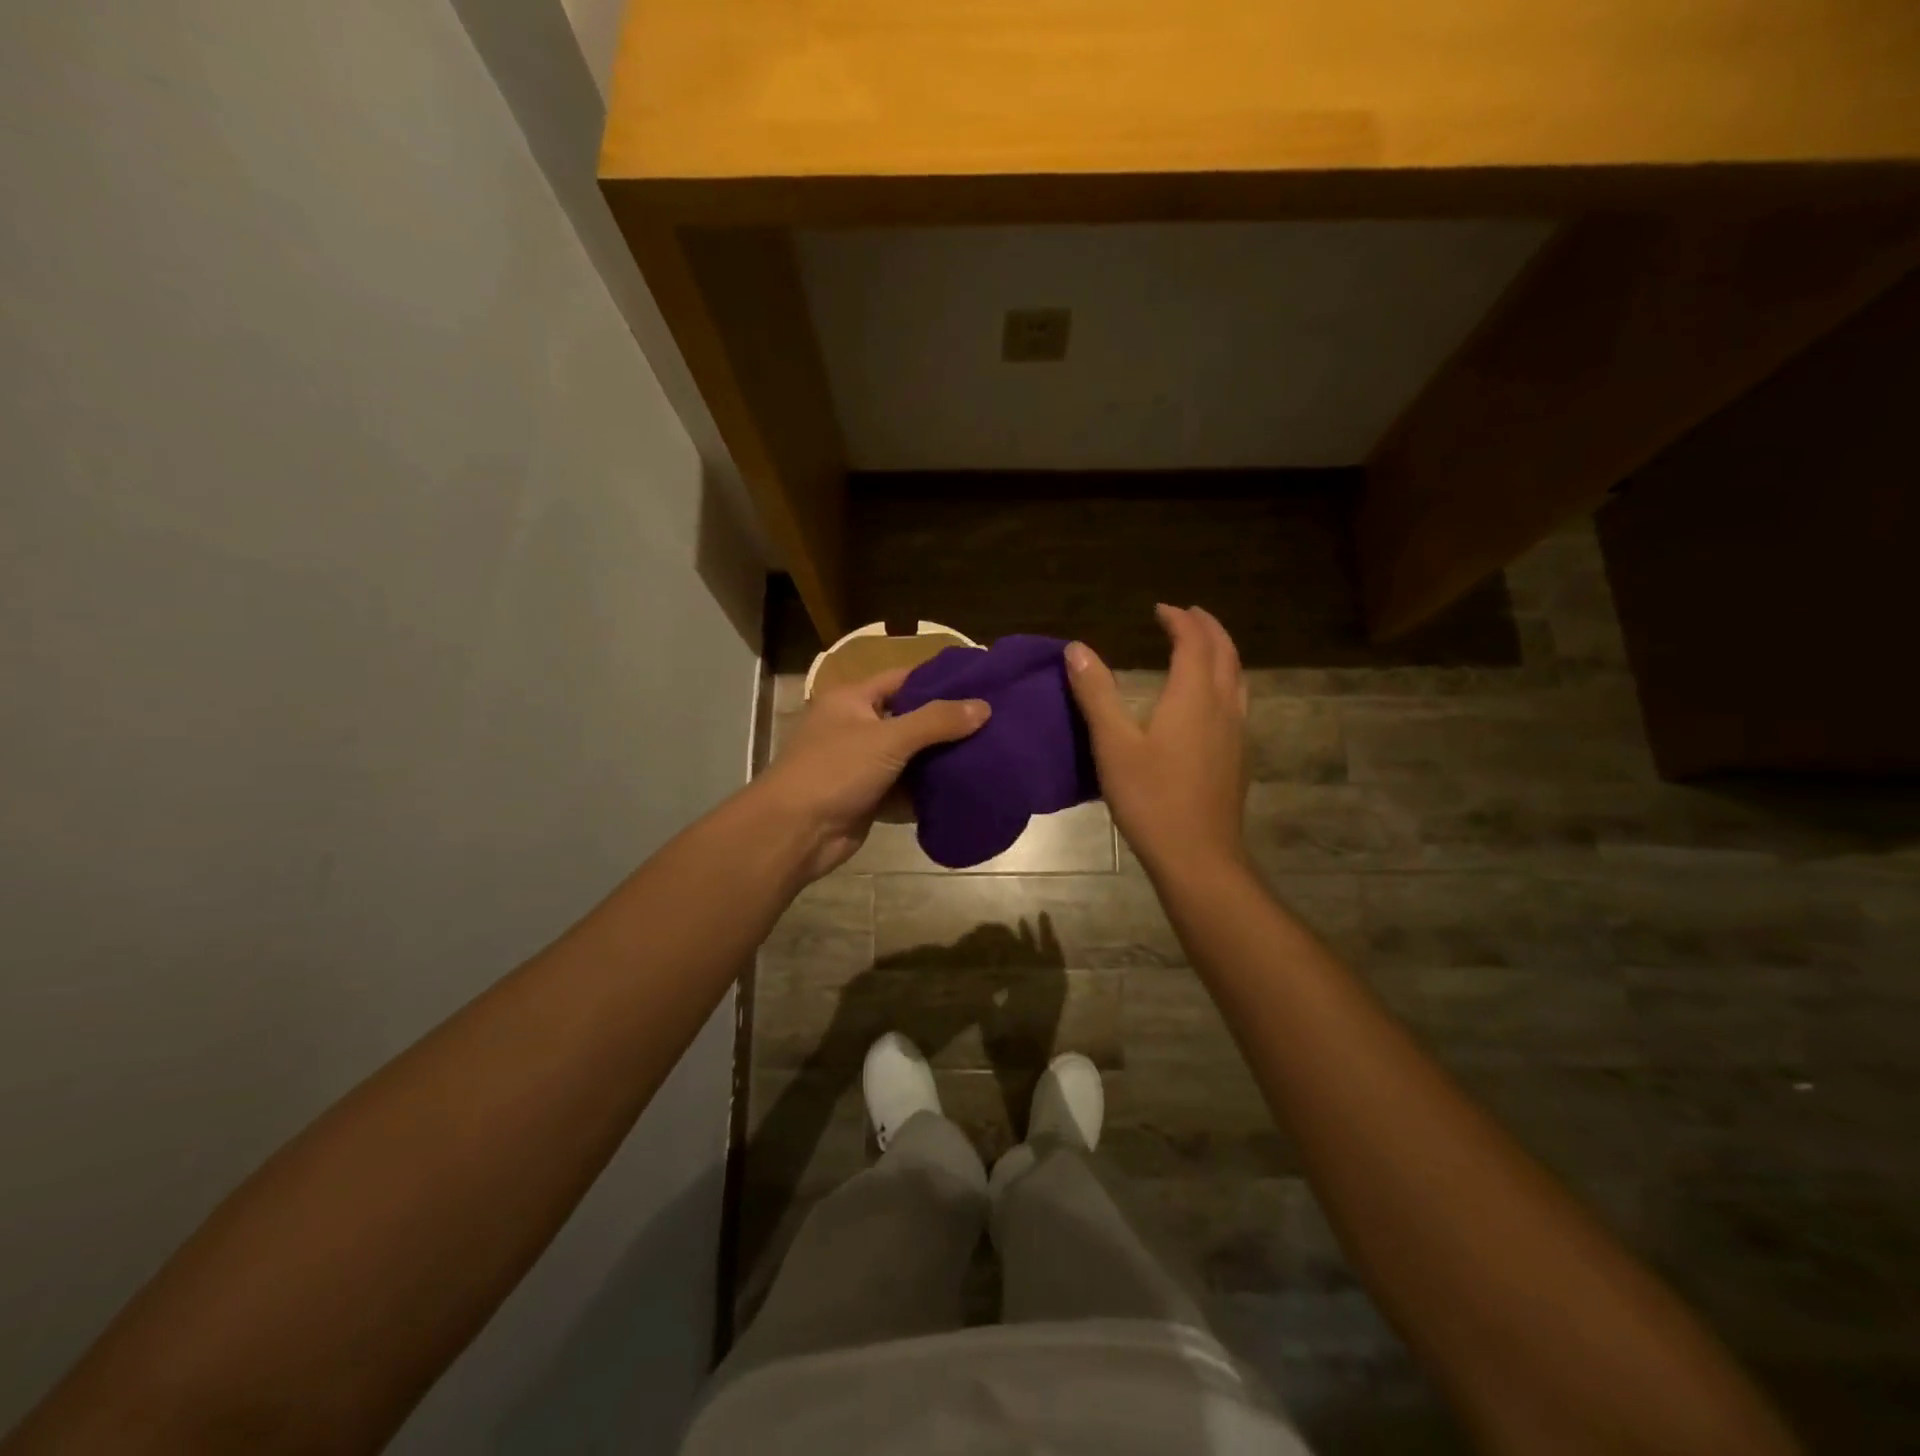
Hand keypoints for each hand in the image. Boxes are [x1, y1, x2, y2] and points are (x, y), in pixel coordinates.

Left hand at [755, 667, 989, 880]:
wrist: (795, 833)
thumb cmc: (835, 771)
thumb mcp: (888, 738)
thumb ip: (936, 721)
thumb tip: (984, 707)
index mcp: (853, 700)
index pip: (903, 678)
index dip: (939, 679)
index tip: (980, 682)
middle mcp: (857, 727)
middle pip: (910, 718)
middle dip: (947, 723)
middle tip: (993, 722)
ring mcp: (862, 765)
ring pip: (910, 756)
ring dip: (941, 759)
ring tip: (988, 753)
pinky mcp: (869, 798)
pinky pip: (906, 788)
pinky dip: (928, 790)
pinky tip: (964, 788)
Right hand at [1065, 605, 1248, 877]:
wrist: (1197, 856)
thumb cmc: (1151, 798)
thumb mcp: (1113, 744)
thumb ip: (1096, 693)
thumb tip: (1077, 648)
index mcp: (1194, 696)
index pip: (1194, 641)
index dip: (1179, 620)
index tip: (1160, 609)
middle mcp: (1223, 706)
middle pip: (1225, 653)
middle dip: (1207, 628)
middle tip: (1186, 615)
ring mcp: (1236, 733)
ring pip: (1237, 677)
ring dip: (1221, 653)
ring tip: (1202, 647)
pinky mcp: (1238, 758)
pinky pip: (1237, 701)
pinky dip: (1224, 681)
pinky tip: (1209, 702)